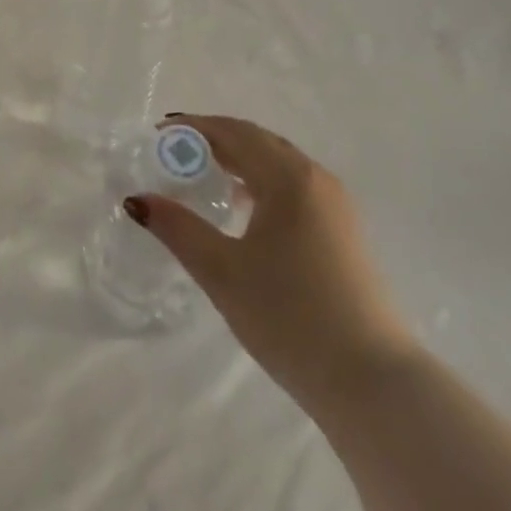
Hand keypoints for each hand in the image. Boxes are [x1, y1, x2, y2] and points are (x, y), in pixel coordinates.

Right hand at [130, 115, 416, 414]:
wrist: (373, 381)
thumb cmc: (290, 318)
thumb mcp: (222, 272)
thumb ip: (178, 229)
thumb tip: (137, 200)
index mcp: (288, 177)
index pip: (234, 132)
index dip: (194, 128)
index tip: (158, 136)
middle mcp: (316, 177)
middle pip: (258, 141)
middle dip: (215, 140)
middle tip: (175, 154)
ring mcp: (336, 203)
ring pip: (279, 163)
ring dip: (240, 160)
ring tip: (203, 177)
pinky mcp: (345, 230)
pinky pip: (295, 186)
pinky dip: (263, 182)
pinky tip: (245, 210)